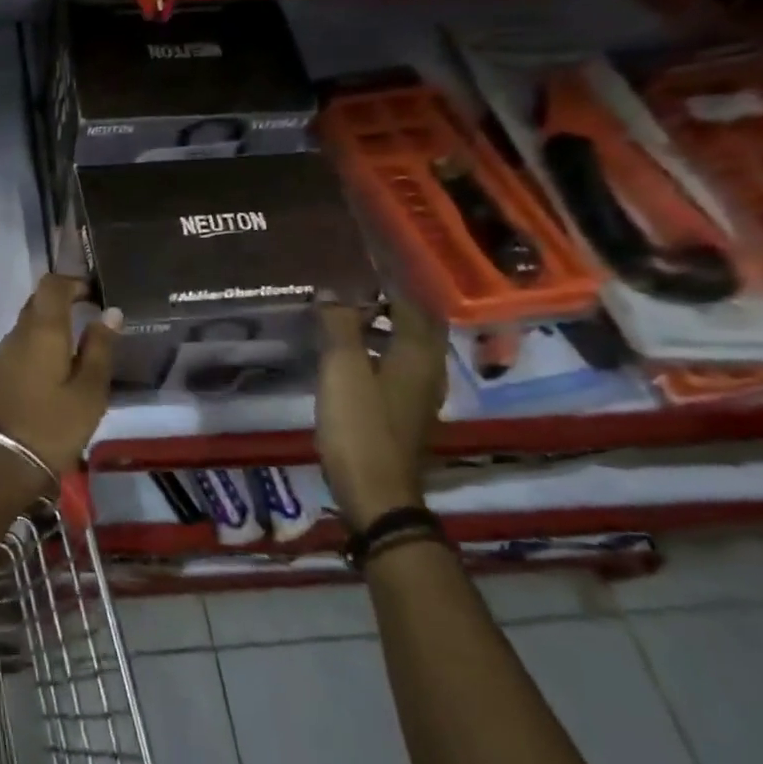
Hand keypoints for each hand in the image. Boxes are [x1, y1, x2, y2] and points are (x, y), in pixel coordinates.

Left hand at [0, 275, 120, 489]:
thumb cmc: (53, 426)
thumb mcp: (89, 391)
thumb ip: (100, 348)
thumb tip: (109, 312)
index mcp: (42, 330)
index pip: (51, 284)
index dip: (73, 282)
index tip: (94, 295)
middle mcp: (15, 335)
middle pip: (36, 305)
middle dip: (62, 306)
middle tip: (90, 324)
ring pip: (26, 330)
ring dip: (48, 332)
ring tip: (75, 356)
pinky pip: (17, 352)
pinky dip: (35, 353)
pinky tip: (50, 379)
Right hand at [315, 300, 447, 531]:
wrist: (375, 491)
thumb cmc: (359, 425)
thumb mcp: (342, 369)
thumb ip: (339, 326)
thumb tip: (333, 291)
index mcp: (418, 354)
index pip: (411, 306)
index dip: (387, 287)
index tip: (357, 272)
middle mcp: (429, 370)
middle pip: (418, 328)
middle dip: (391, 307)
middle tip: (354, 295)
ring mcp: (421, 396)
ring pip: (409, 350)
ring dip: (385, 331)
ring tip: (348, 322)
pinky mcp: (407, 414)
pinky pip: (400, 370)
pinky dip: (381, 354)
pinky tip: (354, 360)